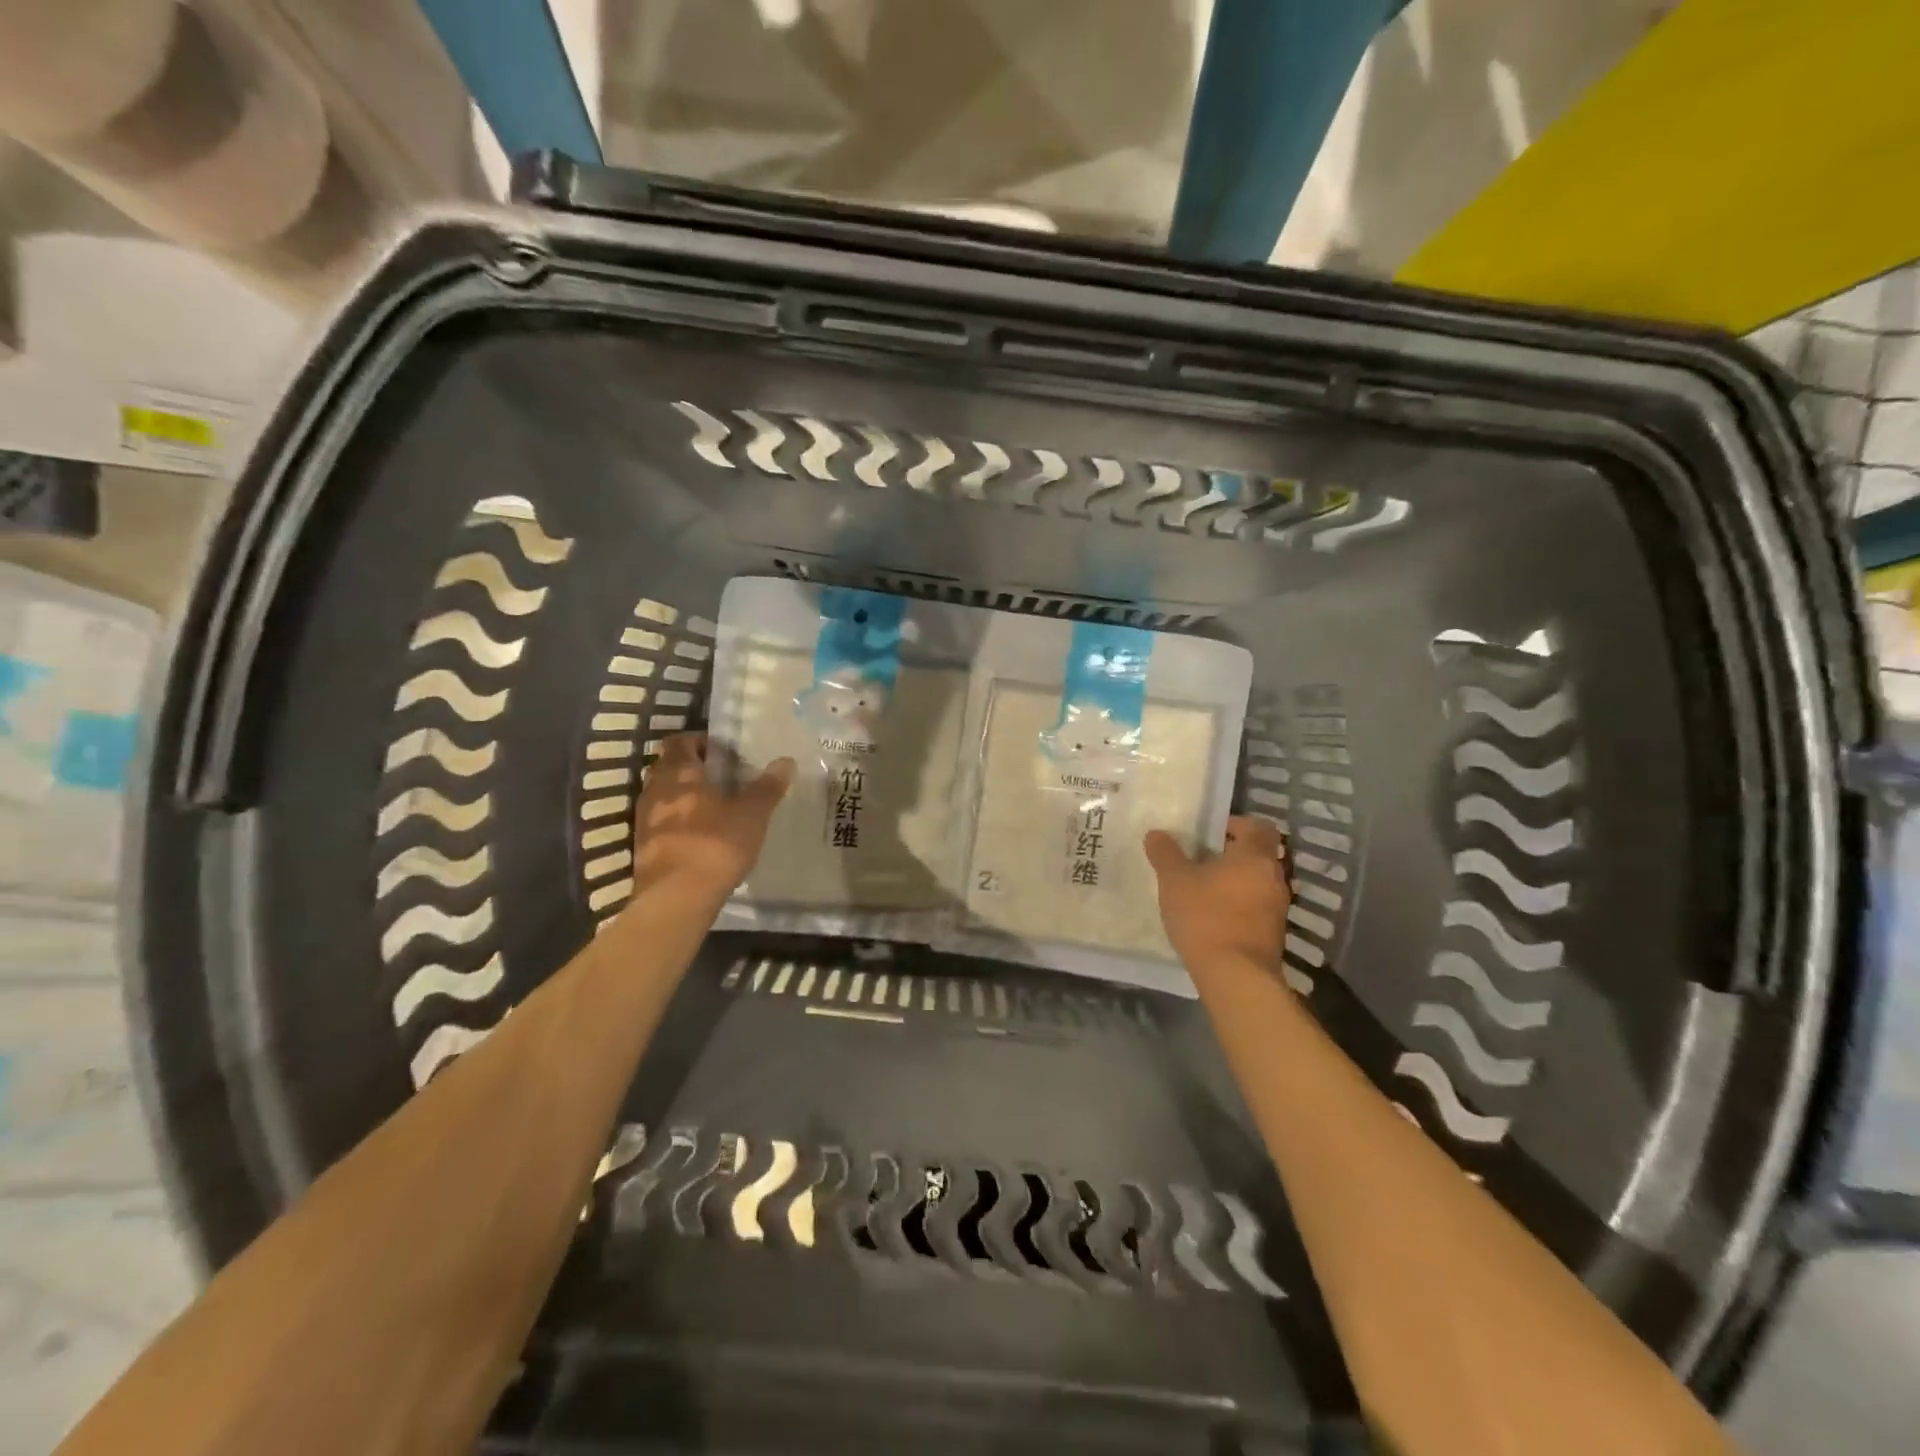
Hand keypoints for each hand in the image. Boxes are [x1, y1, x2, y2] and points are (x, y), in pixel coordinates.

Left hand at [628, 734, 792, 902]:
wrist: (676, 899)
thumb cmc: (715, 846)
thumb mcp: (752, 815)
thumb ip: (767, 787)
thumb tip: (786, 761)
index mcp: (680, 774)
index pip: (679, 742)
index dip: (698, 741)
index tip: (721, 751)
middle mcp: (656, 790)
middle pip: (667, 767)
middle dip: (690, 768)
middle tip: (719, 777)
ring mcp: (644, 820)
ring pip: (661, 796)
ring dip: (681, 796)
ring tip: (711, 807)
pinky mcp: (643, 848)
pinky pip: (659, 823)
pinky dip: (676, 822)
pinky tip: (698, 836)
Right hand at [1144, 816, 1290, 975]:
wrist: (1236, 976)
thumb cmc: (1206, 917)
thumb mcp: (1175, 881)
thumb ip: (1166, 854)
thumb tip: (1157, 833)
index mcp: (1255, 856)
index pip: (1257, 826)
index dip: (1234, 824)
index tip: (1209, 832)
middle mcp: (1274, 877)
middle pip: (1257, 854)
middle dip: (1230, 854)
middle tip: (1199, 860)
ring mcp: (1278, 907)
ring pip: (1257, 881)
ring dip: (1235, 881)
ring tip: (1203, 889)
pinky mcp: (1274, 933)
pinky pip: (1257, 906)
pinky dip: (1239, 905)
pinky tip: (1213, 916)